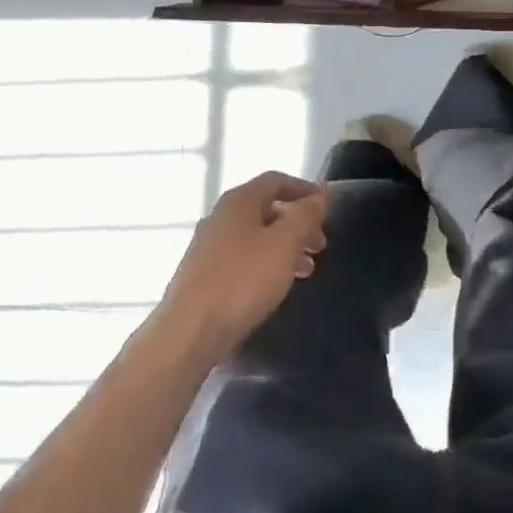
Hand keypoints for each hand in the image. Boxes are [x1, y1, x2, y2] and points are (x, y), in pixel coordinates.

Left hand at [158, 172, 328, 363]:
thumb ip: (305, 215)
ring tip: (306, 270)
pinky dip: (265, 262)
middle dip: (297, 223)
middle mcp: (220, 215)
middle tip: (320, 245)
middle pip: (266, 209)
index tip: (325, 206)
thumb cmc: (242, 281)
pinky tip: (274, 286)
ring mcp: (208, 245)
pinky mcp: (202, 273)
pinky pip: (242, 256)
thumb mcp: (285, 244)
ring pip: (255, 235)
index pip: (276, 180)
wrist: (187, 332)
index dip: (304, 189)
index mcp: (239, 201)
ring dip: (284, 246)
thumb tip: (319, 194)